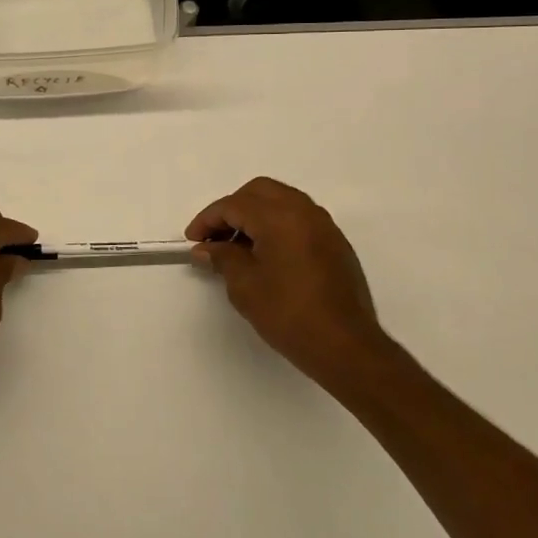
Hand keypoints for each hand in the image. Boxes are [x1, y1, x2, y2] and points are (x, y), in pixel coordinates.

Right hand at [186, 177, 393, 393]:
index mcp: (279, 216)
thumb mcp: (245, 286)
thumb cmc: (288, 313)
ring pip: (281, 201)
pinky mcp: (335, 243)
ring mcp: (323, 225)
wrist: (345, 345)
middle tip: (215, 237)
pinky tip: (266, 255)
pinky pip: (298, 218)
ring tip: (237, 247)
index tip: (192, 241)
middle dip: (232, 209)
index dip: (208, 220)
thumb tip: (206, 248)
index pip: (234, 205)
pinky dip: (276, 225)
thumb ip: (223, 257)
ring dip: (255, 215)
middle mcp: (304, 211)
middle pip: (259, 192)